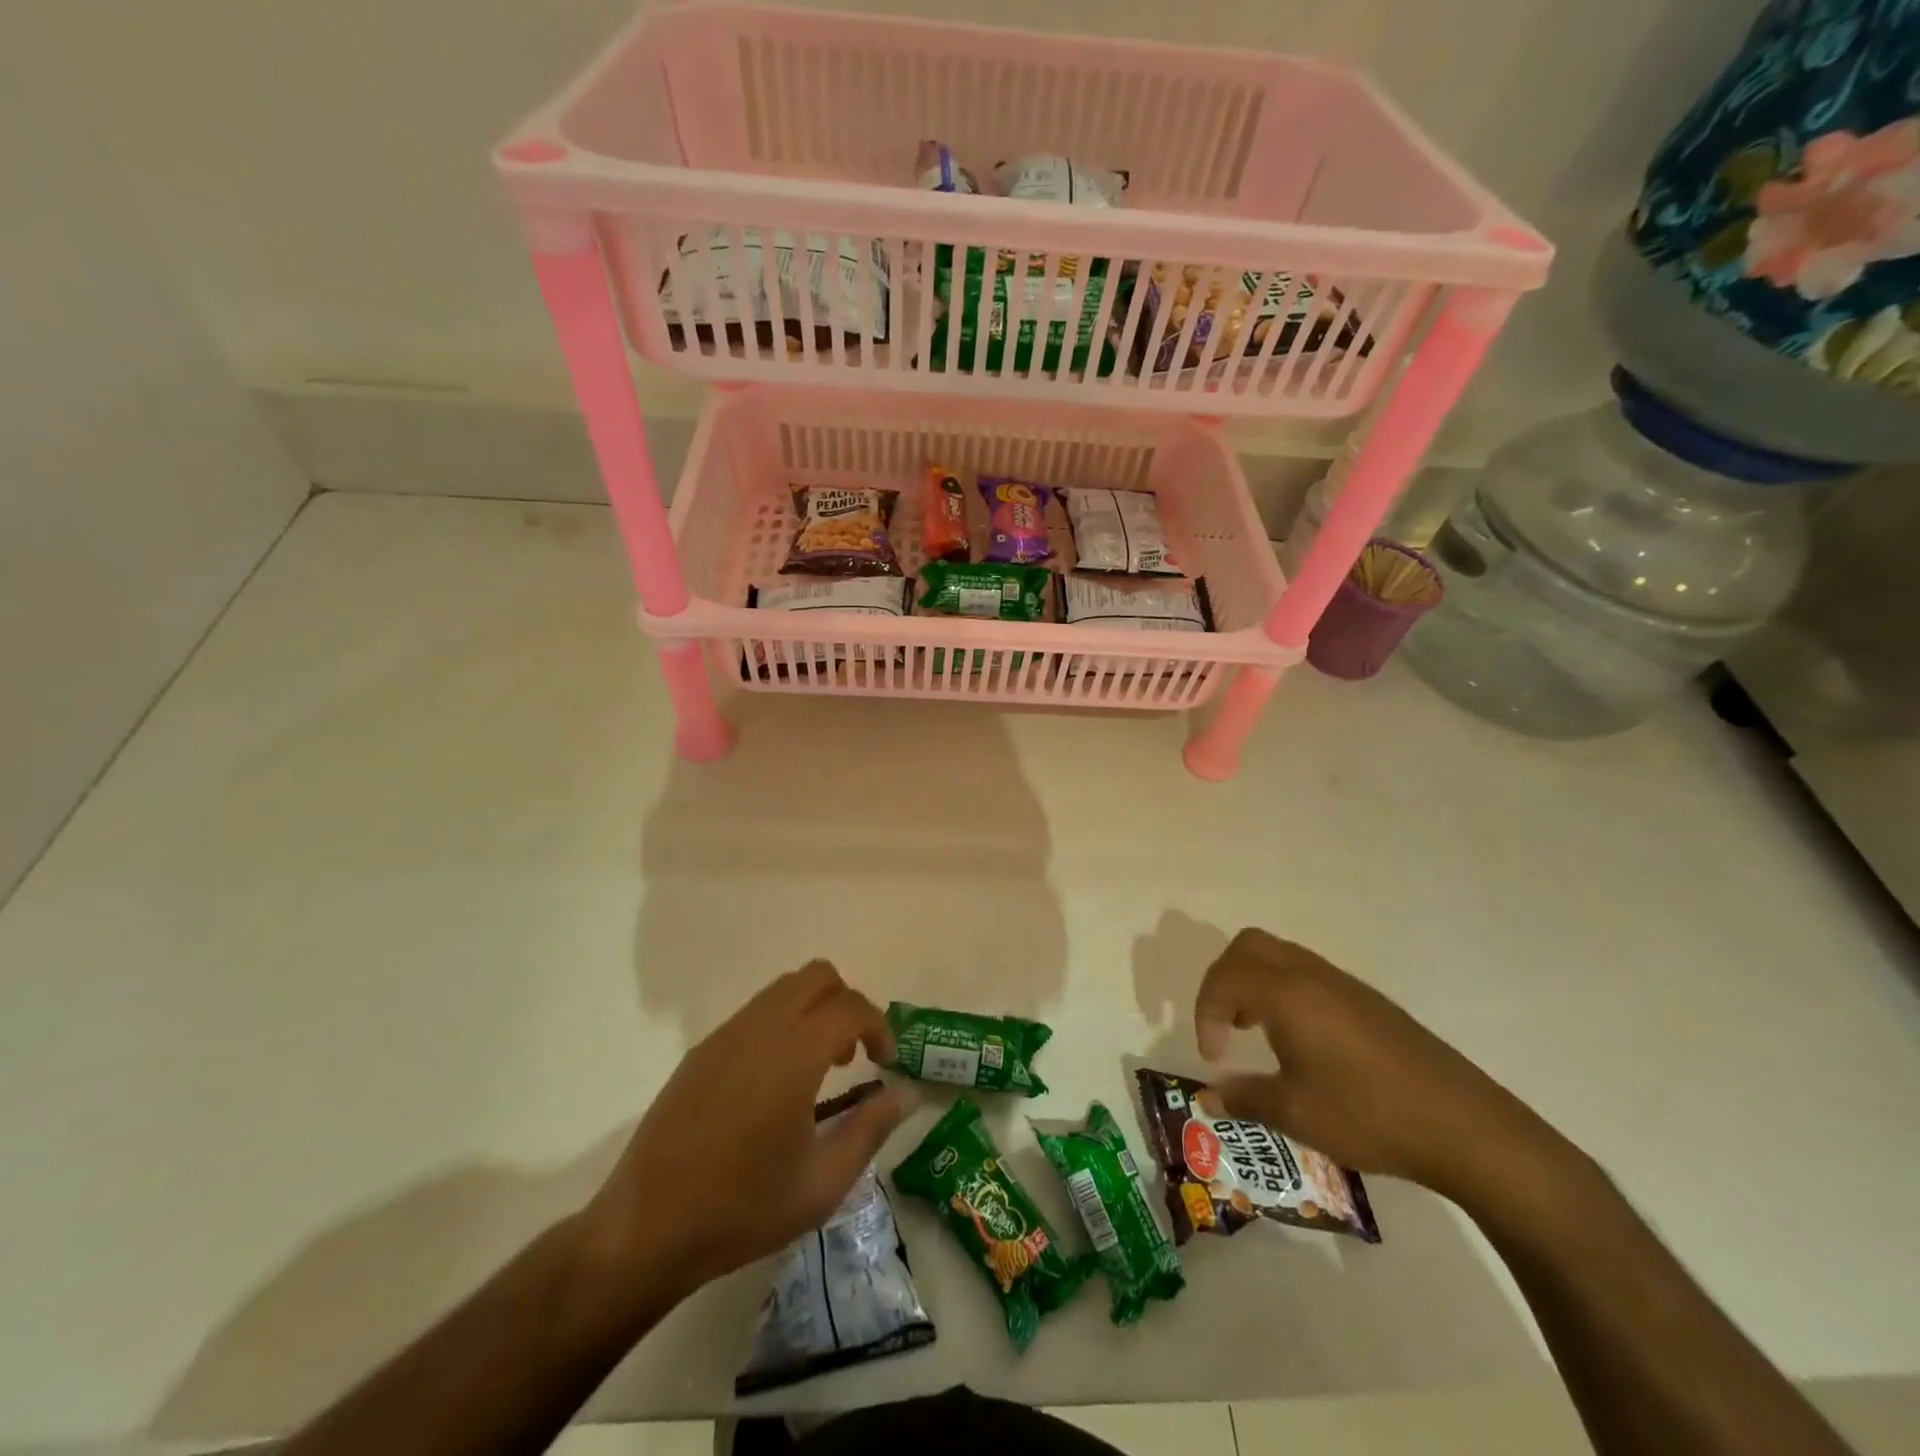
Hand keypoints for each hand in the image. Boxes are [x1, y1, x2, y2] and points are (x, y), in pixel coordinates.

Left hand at [580, 961, 906, 1304]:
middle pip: (817, 976)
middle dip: (847, 1003)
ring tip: (818, 1069)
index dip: (879, 1026)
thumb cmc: (741, 1209)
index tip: (885, 1062)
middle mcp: (760, 1029)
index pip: (850, 1006)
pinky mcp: (702, 1051)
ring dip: (814, 1010)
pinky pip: (755, 1013)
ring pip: (783, 989)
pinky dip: (782, 1024)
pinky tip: (775, 1084)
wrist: (644, 1229)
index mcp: (793, 1055)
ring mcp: (725, 1036)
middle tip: (853, 1054)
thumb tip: (903, 1094)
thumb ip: (870, 1130)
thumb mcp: (821, 1185)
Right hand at [1194, 929, 1563, 1205]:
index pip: (1223, 980)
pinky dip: (1283, 990)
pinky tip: (1298, 1039)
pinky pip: (1307, 973)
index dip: (1205, 1014)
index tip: (1213, 1058)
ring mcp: (1343, 984)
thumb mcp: (1295, 1113)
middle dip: (1223, 980)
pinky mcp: (1367, 1001)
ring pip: (1279, 955)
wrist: (1465, 1126)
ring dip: (1253, 982)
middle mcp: (1310, 975)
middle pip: (1247, 947)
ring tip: (1254, 1029)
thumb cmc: (1369, 1115)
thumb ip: (1244, 1098)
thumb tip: (1208, 1096)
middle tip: (1224, 1024)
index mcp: (1286, 993)